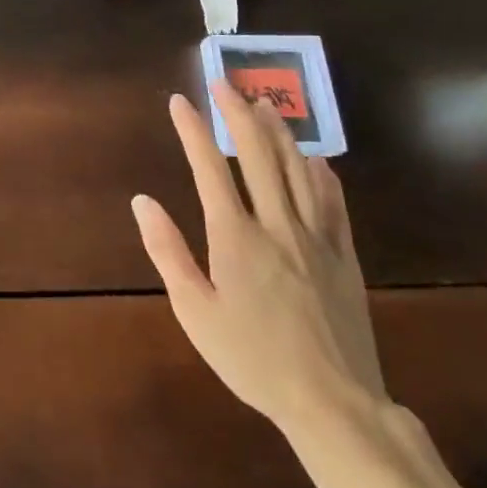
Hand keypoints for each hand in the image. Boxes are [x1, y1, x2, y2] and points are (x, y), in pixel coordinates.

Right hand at [133, 80, 386, 435]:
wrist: (334, 404)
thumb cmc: (252, 359)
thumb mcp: (196, 313)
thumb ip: (168, 252)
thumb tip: (143, 201)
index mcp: (235, 237)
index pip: (209, 168)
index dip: (193, 131)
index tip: (179, 100)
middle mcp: (276, 224)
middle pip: (256, 155)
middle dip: (237, 113)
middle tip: (223, 83)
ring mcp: (315, 237)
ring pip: (296, 169)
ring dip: (278, 131)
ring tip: (264, 103)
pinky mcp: (344, 256)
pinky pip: (333, 202)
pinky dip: (320, 173)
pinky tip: (314, 158)